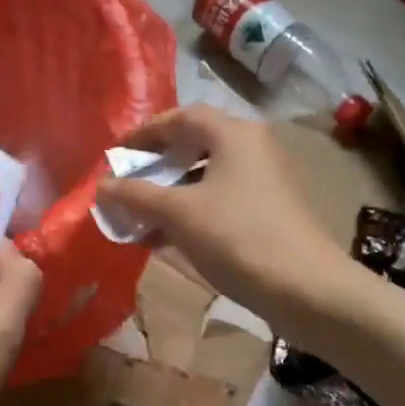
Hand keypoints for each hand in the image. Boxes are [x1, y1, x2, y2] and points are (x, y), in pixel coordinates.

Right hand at [95, 107, 355, 338]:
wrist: (303, 287)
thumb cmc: (236, 237)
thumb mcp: (178, 214)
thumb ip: (136, 195)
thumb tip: (101, 185)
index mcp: (234, 133)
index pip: (181, 117)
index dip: (144, 133)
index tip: (116, 154)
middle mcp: (253, 147)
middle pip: (196, 144)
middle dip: (157, 165)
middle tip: (128, 182)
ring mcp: (265, 180)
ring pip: (207, 177)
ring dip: (172, 193)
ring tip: (140, 217)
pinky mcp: (270, 211)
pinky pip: (221, 200)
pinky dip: (192, 212)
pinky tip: (167, 239)